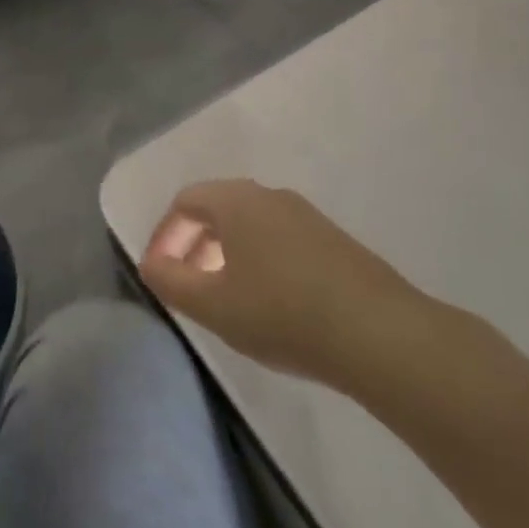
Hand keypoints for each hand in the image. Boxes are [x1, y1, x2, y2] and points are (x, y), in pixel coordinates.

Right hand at [139, 180, 424, 387]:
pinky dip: (259, 259)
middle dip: (195, 243)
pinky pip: (280, 238)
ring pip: (251, 223)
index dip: (165, 235)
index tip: (159, 272)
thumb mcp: (213, 305)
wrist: (377, 332)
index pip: (186, 201)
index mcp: (237, 201)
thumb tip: (151, 263)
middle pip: (219, 207)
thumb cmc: (281, 313)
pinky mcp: (334, 240)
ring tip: (225, 296)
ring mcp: (307, 216)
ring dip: (227, 252)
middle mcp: (270, 195)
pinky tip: (270, 302)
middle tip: (187, 283)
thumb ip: (171, 282)